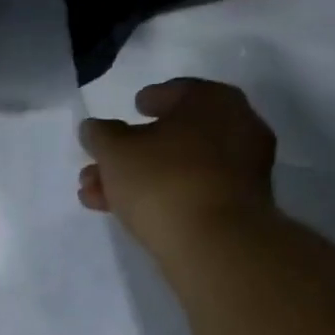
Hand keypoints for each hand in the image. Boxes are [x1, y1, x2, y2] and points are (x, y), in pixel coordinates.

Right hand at [78, 78, 276, 254]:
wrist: (214, 243)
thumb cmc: (163, 180)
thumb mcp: (115, 151)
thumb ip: (100, 135)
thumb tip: (94, 128)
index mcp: (213, 100)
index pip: (177, 91)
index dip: (150, 99)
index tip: (133, 108)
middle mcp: (236, 128)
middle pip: (173, 135)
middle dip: (131, 151)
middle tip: (99, 163)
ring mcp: (240, 170)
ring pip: (177, 167)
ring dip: (136, 178)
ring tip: (94, 194)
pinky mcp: (236, 207)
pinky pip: (190, 192)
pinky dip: (159, 196)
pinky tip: (123, 210)